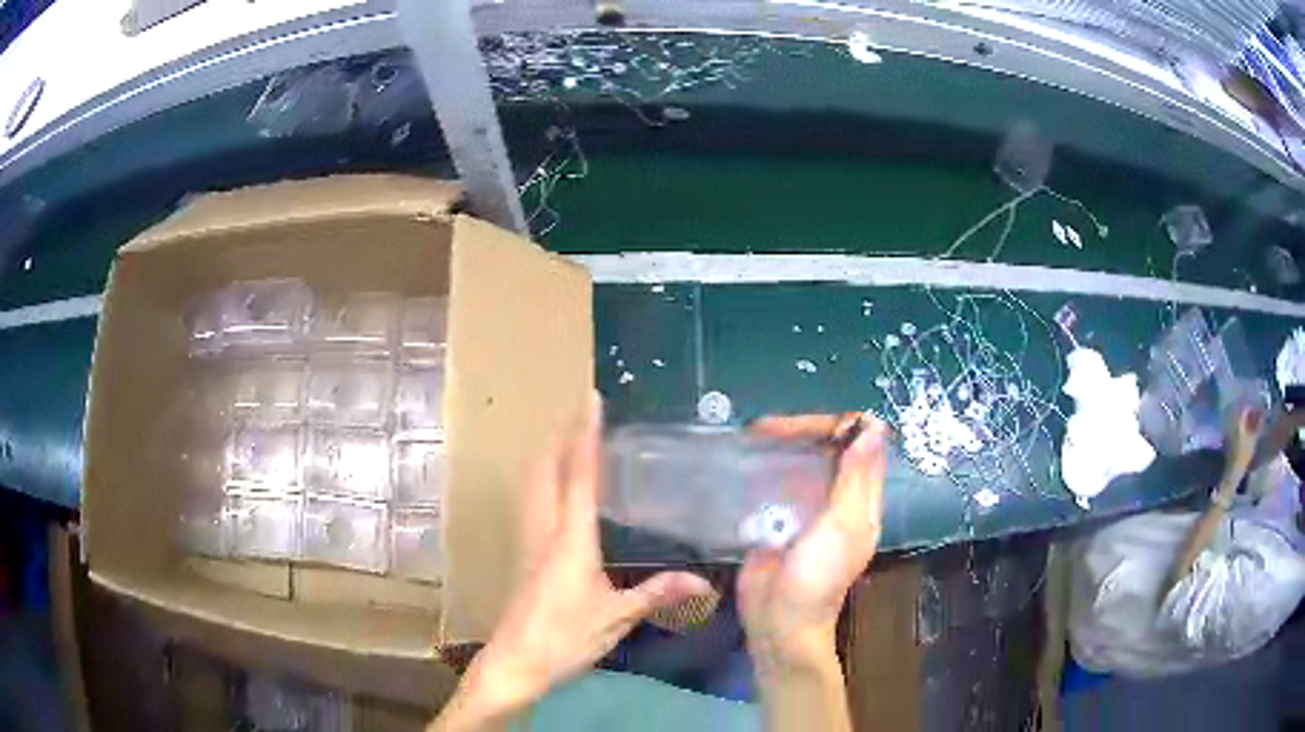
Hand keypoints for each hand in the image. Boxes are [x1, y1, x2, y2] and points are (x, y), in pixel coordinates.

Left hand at [436, 395, 712, 728]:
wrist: (516, 662)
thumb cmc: (566, 637)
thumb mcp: (617, 617)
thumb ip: (657, 594)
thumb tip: (703, 581)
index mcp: (570, 538)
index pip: (579, 475)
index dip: (586, 435)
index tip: (591, 400)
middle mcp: (544, 529)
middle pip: (546, 469)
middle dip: (562, 437)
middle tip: (584, 414)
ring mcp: (529, 541)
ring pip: (533, 483)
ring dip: (550, 456)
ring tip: (572, 442)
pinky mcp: (525, 556)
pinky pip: (533, 502)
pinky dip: (546, 481)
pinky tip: (559, 492)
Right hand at [741, 413, 888, 670]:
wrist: (778, 619)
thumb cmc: (817, 576)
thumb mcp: (843, 525)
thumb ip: (857, 476)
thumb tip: (875, 425)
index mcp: (861, 499)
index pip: (860, 444)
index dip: (838, 427)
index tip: (807, 425)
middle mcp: (837, 498)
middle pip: (827, 448)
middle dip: (802, 432)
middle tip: (764, 430)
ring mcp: (805, 507)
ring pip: (800, 462)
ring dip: (781, 446)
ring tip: (752, 438)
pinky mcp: (775, 518)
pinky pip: (774, 483)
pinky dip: (763, 468)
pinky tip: (744, 461)